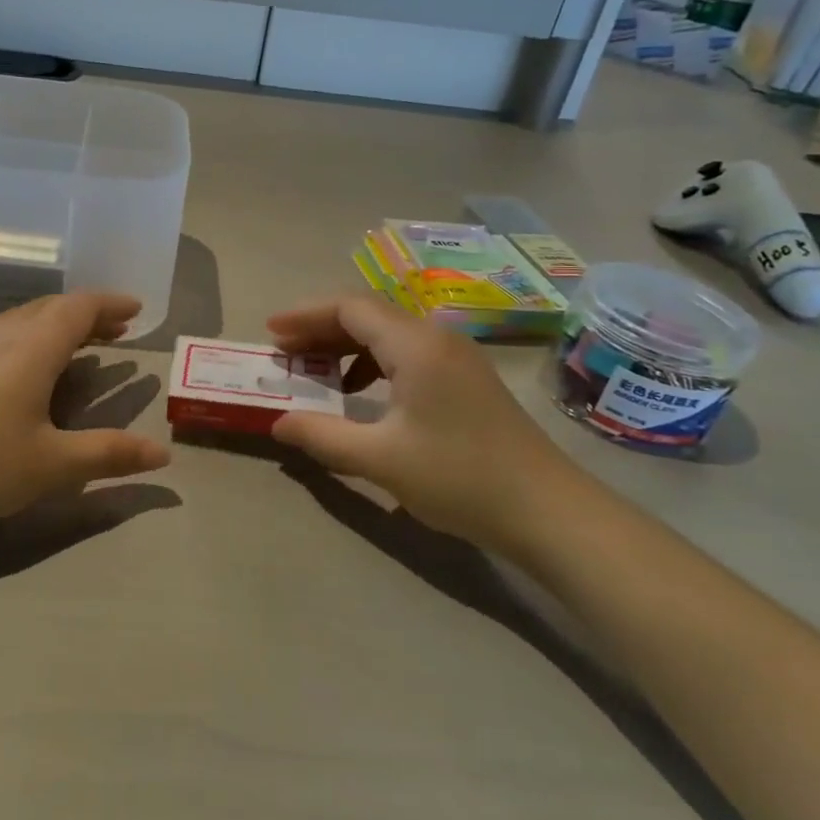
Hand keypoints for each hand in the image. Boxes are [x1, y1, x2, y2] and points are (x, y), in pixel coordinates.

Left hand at [0, 293, 171, 532]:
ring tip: (82, 342)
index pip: (79, 307)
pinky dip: (34, 335)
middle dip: (89, 312)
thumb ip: (109, 454)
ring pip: (25, 318)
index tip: (137, 309)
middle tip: (118, 328)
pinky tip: (30, 366)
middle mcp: (4, 336)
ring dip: (60, 322)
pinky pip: (6, 333)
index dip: (111, 303)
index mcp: (33, 347)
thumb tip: (163, 451)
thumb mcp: (53, 465)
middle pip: (53, 307)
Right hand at [267, 297, 587, 552]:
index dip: (304, 315)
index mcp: (415, 344)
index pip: (349, 307)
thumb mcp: (380, 459)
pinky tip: (361, 394)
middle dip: (320, 328)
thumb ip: (322, 436)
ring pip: (388, 332)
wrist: (549, 512)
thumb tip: (279, 423)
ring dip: (346, 345)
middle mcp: (436, 337)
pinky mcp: (466, 378)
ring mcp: (456, 356)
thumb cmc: (460, 478)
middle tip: (284, 352)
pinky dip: (373, 363)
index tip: (270, 333)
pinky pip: (407, 352)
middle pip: (367, 314)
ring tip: (315, 371)